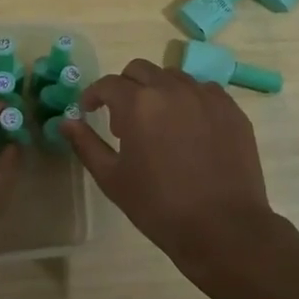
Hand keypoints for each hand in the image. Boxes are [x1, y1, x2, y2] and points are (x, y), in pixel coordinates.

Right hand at [64, 59, 279, 286]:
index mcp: (138, 103)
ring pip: (173, 77)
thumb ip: (86, 144)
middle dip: (125, 87)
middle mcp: (171, 89)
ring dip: (158, 91)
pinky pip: (204, 90)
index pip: (108, 84)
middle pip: (140, 70)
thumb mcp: (112, 179)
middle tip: (124, 119)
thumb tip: (66, 121)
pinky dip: (189, 100)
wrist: (223, 228)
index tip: (90, 110)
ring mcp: (206, 96)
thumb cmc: (159, 206)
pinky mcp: (231, 109)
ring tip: (159, 123)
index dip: (94, 95)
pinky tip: (190, 129)